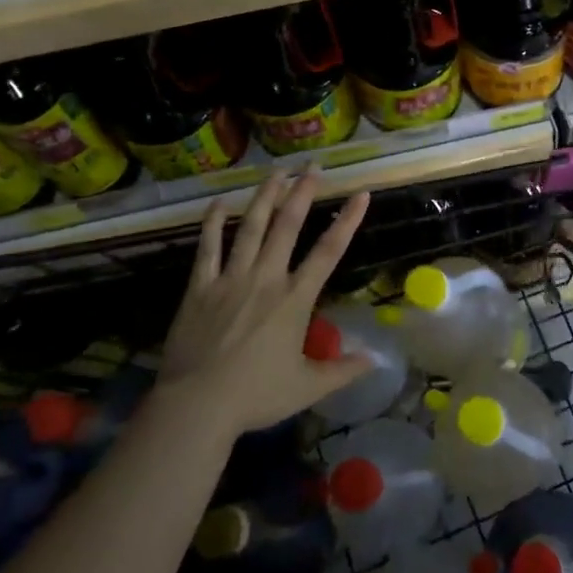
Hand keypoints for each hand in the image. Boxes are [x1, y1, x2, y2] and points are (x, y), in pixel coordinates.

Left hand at [155, 170, 372, 439]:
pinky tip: (218, 202)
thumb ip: (342, 370)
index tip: (361, 193)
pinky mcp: (200, 287)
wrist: (197, 405)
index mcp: (295, 299)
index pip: (328, 251)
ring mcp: (230, 278)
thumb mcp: (307, 388)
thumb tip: (375, 360)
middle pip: (287, 226)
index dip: (347, 220)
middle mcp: (266, 278)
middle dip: (302, 193)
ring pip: (250, 227)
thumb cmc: (255, 396)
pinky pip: (208, 247)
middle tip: (313, 166)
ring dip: (265, 197)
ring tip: (276, 172)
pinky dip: (213, 223)